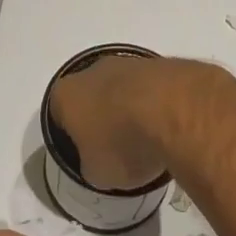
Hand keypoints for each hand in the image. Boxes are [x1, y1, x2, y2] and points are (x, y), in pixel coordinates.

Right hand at [49, 54, 216, 191]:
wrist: (174, 110)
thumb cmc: (123, 143)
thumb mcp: (98, 173)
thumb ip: (93, 165)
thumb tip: (101, 163)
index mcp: (66, 94)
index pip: (61, 115)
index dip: (74, 137)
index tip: (91, 155)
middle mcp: (93, 70)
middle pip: (94, 96)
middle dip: (105, 119)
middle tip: (121, 148)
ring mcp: (129, 62)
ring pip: (125, 89)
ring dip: (134, 110)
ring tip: (151, 141)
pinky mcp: (162, 63)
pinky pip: (153, 89)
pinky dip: (159, 105)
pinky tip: (171, 126)